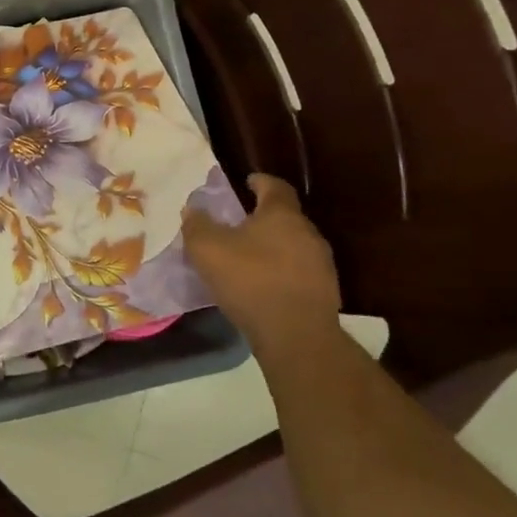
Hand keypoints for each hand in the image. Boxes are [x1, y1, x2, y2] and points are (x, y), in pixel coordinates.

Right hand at [181, 173, 341, 350]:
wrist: (296, 334)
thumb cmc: (249, 279)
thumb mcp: (207, 248)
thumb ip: (197, 224)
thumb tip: (192, 209)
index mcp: (282, 215)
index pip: (275, 187)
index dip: (260, 182)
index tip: (247, 182)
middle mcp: (308, 233)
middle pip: (285, 217)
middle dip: (263, 217)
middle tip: (238, 224)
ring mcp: (321, 263)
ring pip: (293, 244)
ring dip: (273, 246)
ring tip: (248, 257)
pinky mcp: (325, 291)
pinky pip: (298, 271)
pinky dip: (281, 270)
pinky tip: (263, 284)